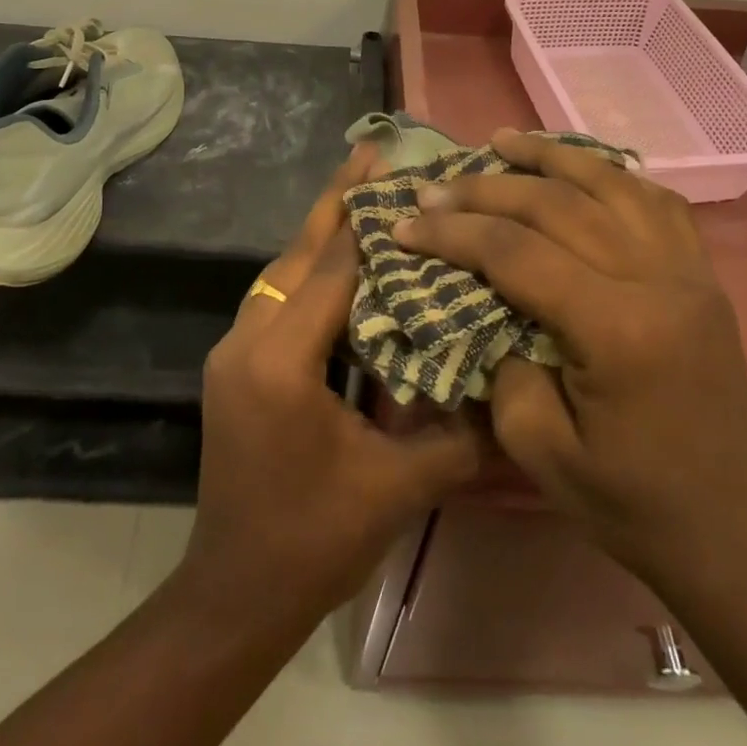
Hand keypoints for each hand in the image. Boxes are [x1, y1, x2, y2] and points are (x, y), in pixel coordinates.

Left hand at [178, 147, 481, 621]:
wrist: (234, 594)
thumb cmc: (313, 541)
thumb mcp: (397, 489)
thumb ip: (458, 435)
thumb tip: (512, 390)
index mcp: (281, 361)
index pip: (333, 268)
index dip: (367, 218)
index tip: (396, 167)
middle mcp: (248, 339)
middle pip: (298, 253)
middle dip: (336, 202)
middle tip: (372, 152)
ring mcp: (235, 350)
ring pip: (284, 271)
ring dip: (323, 232)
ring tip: (365, 195)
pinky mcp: (237, 365)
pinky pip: (279, 298)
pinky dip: (312, 271)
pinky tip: (344, 263)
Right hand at [391, 129, 746, 599]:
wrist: (730, 531)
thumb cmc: (629, 503)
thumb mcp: (539, 450)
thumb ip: (500, 362)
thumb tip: (480, 300)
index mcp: (619, 331)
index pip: (518, 254)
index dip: (454, 234)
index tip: (405, 224)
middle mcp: (660, 281)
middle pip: (559, 206)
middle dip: (486, 190)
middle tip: (434, 186)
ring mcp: (690, 271)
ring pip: (611, 183)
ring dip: (549, 157)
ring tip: (500, 140)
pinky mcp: (704, 275)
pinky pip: (656, 201)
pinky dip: (609, 173)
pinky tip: (577, 167)